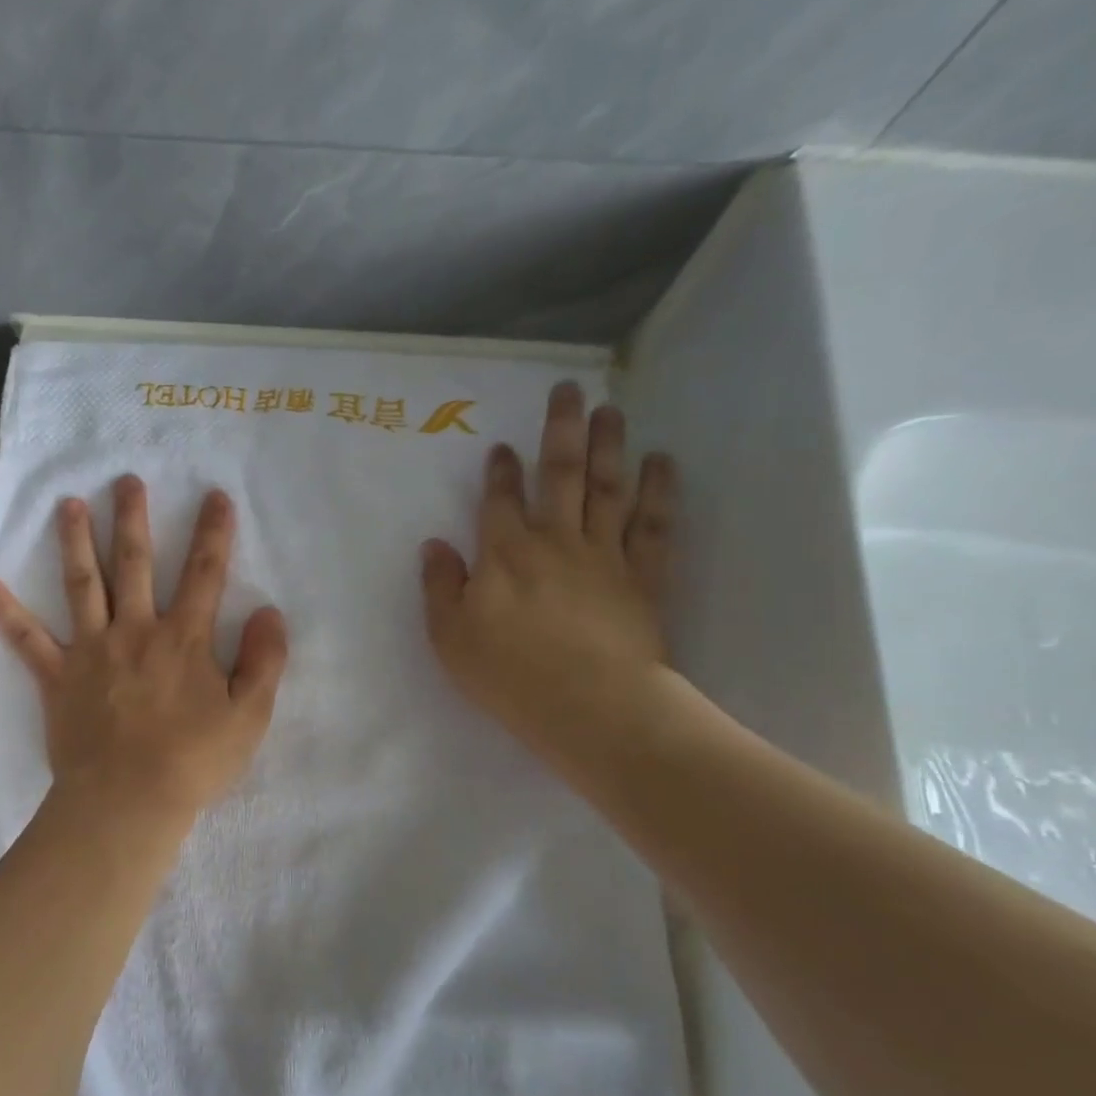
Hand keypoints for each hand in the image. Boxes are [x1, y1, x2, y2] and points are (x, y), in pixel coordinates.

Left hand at [0, 476, 289, 828]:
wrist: (127, 802)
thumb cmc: (193, 761)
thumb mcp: (249, 716)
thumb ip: (264, 661)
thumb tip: (271, 612)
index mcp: (182, 639)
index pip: (204, 575)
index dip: (213, 534)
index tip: (215, 497)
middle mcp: (135, 631)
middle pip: (135, 565)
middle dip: (133, 520)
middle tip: (126, 481)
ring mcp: (91, 651)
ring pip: (82, 585)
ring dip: (76, 541)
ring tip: (68, 504)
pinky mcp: (58, 678)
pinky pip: (27, 641)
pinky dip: (6, 613)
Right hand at [421, 382, 676, 784]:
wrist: (590, 706)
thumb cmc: (509, 674)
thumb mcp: (450, 636)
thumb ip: (441, 586)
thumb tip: (434, 545)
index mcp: (504, 554)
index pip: (500, 500)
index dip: (499, 471)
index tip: (502, 446)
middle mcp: (555, 541)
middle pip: (559, 474)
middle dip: (561, 430)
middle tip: (569, 390)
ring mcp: (604, 555)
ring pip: (607, 488)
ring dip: (609, 445)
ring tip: (612, 410)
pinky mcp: (644, 577)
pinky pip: (653, 525)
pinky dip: (659, 492)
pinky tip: (662, 462)